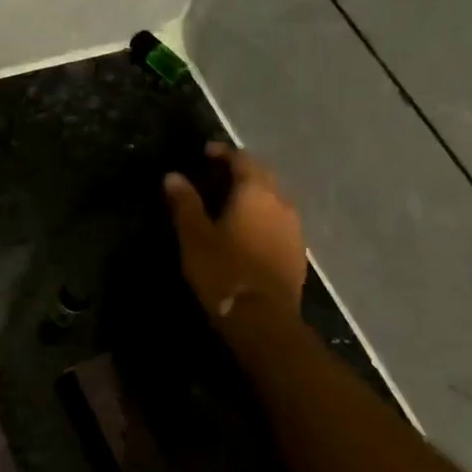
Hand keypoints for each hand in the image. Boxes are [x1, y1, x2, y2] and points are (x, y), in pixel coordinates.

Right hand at [165, 142, 306, 318]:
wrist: (263, 319)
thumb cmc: (223, 271)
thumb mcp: (195, 237)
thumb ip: (185, 204)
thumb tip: (173, 176)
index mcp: (256, 192)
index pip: (242, 159)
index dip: (224, 152)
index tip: (206, 152)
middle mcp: (281, 202)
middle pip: (263, 175)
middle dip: (242, 169)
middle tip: (218, 173)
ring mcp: (294, 228)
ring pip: (275, 198)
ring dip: (255, 193)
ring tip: (232, 201)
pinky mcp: (298, 251)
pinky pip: (280, 221)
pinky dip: (264, 215)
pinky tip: (249, 229)